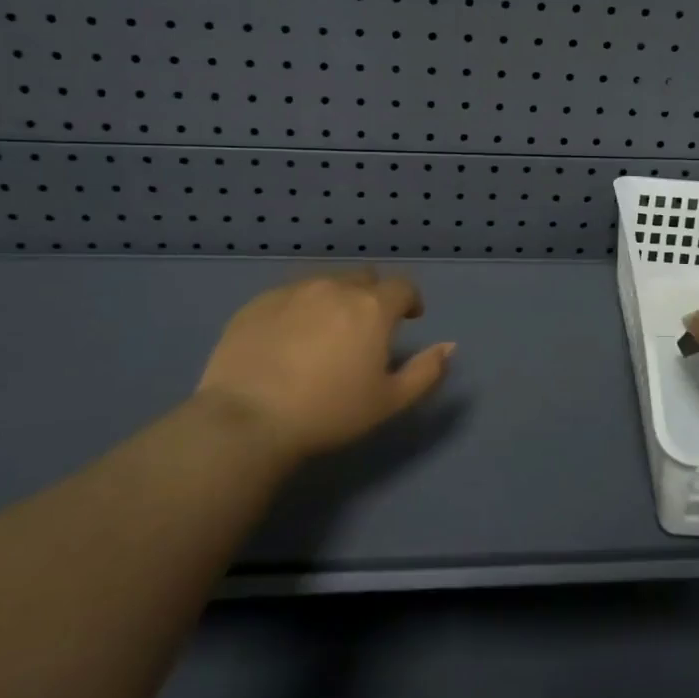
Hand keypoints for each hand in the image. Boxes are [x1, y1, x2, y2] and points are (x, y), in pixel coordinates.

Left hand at [193, 271, 454, 460]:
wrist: (248, 419)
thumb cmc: (329, 412)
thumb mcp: (389, 401)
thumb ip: (426, 371)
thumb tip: (449, 346)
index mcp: (372, 307)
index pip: (403, 286)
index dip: (410, 300)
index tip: (409, 318)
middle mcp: (335, 287)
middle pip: (363, 278)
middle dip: (372, 295)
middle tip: (367, 327)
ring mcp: (292, 291)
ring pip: (324, 282)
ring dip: (335, 298)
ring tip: (327, 331)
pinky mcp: (257, 303)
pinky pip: (289, 295)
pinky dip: (299, 308)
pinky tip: (289, 338)